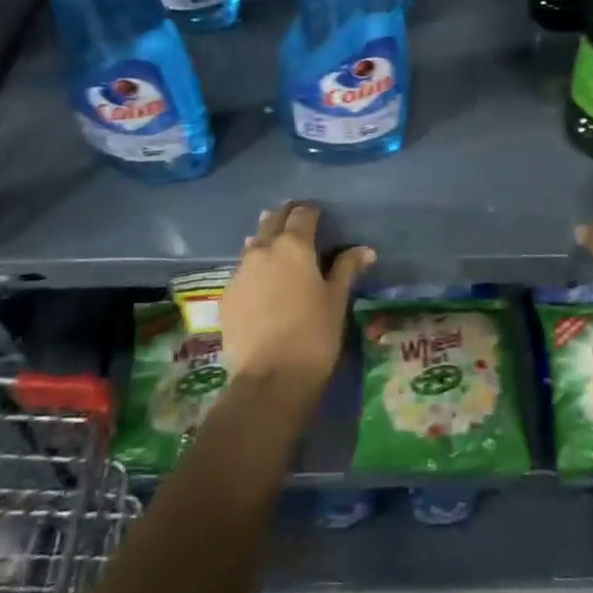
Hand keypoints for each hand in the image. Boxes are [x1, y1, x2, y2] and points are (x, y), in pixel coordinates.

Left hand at [220, 203, 373, 393]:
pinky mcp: (226, 295)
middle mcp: (262, 249)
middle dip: (286, 218)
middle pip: (272, 220)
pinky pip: (242, 270)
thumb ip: (347, 269)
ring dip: (266, 240)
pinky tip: (262, 284)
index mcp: (293, 245)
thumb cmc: (314, 335)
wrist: (270, 380)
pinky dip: (254, 268)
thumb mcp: (336, 300)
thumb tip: (366, 250)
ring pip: (253, 243)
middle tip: (299, 226)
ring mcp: (240, 272)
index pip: (302, 213)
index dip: (312, 212)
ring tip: (278, 250)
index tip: (320, 218)